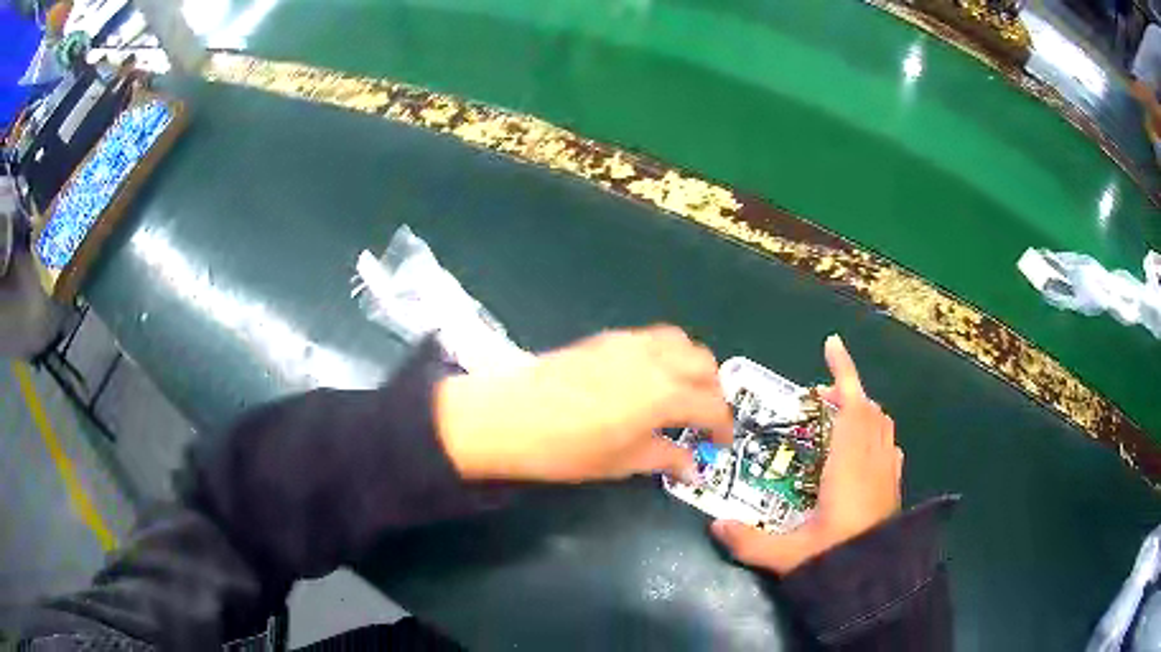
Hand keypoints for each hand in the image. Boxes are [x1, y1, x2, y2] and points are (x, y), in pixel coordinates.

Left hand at [434, 325, 733, 481]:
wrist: (508, 416)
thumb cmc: (567, 449)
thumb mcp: (621, 462)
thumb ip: (664, 458)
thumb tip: (692, 466)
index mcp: (666, 394)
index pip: (713, 405)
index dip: (722, 427)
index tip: (719, 443)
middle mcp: (656, 360)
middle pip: (705, 364)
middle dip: (713, 391)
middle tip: (702, 418)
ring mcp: (630, 343)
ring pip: (681, 342)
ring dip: (692, 365)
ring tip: (680, 392)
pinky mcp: (606, 337)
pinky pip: (652, 338)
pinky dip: (665, 353)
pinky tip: (647, 378)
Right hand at [712, 335, 902, 573]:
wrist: (879, 581)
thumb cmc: (837, 561)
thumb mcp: (788, 554)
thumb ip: (750, 541)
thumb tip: (715, 525)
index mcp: (849, 465)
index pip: (852, 405)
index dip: (844, 371)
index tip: (832, 345)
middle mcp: (873, 459)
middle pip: (867, 408)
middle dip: (845, 392)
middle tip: (817, 399)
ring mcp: (888, 471)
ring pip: (881, 423)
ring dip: (861, 411)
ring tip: (838, 420)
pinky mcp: (894, 485)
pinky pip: (888, 444)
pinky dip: (876, 433)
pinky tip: (864, 450)